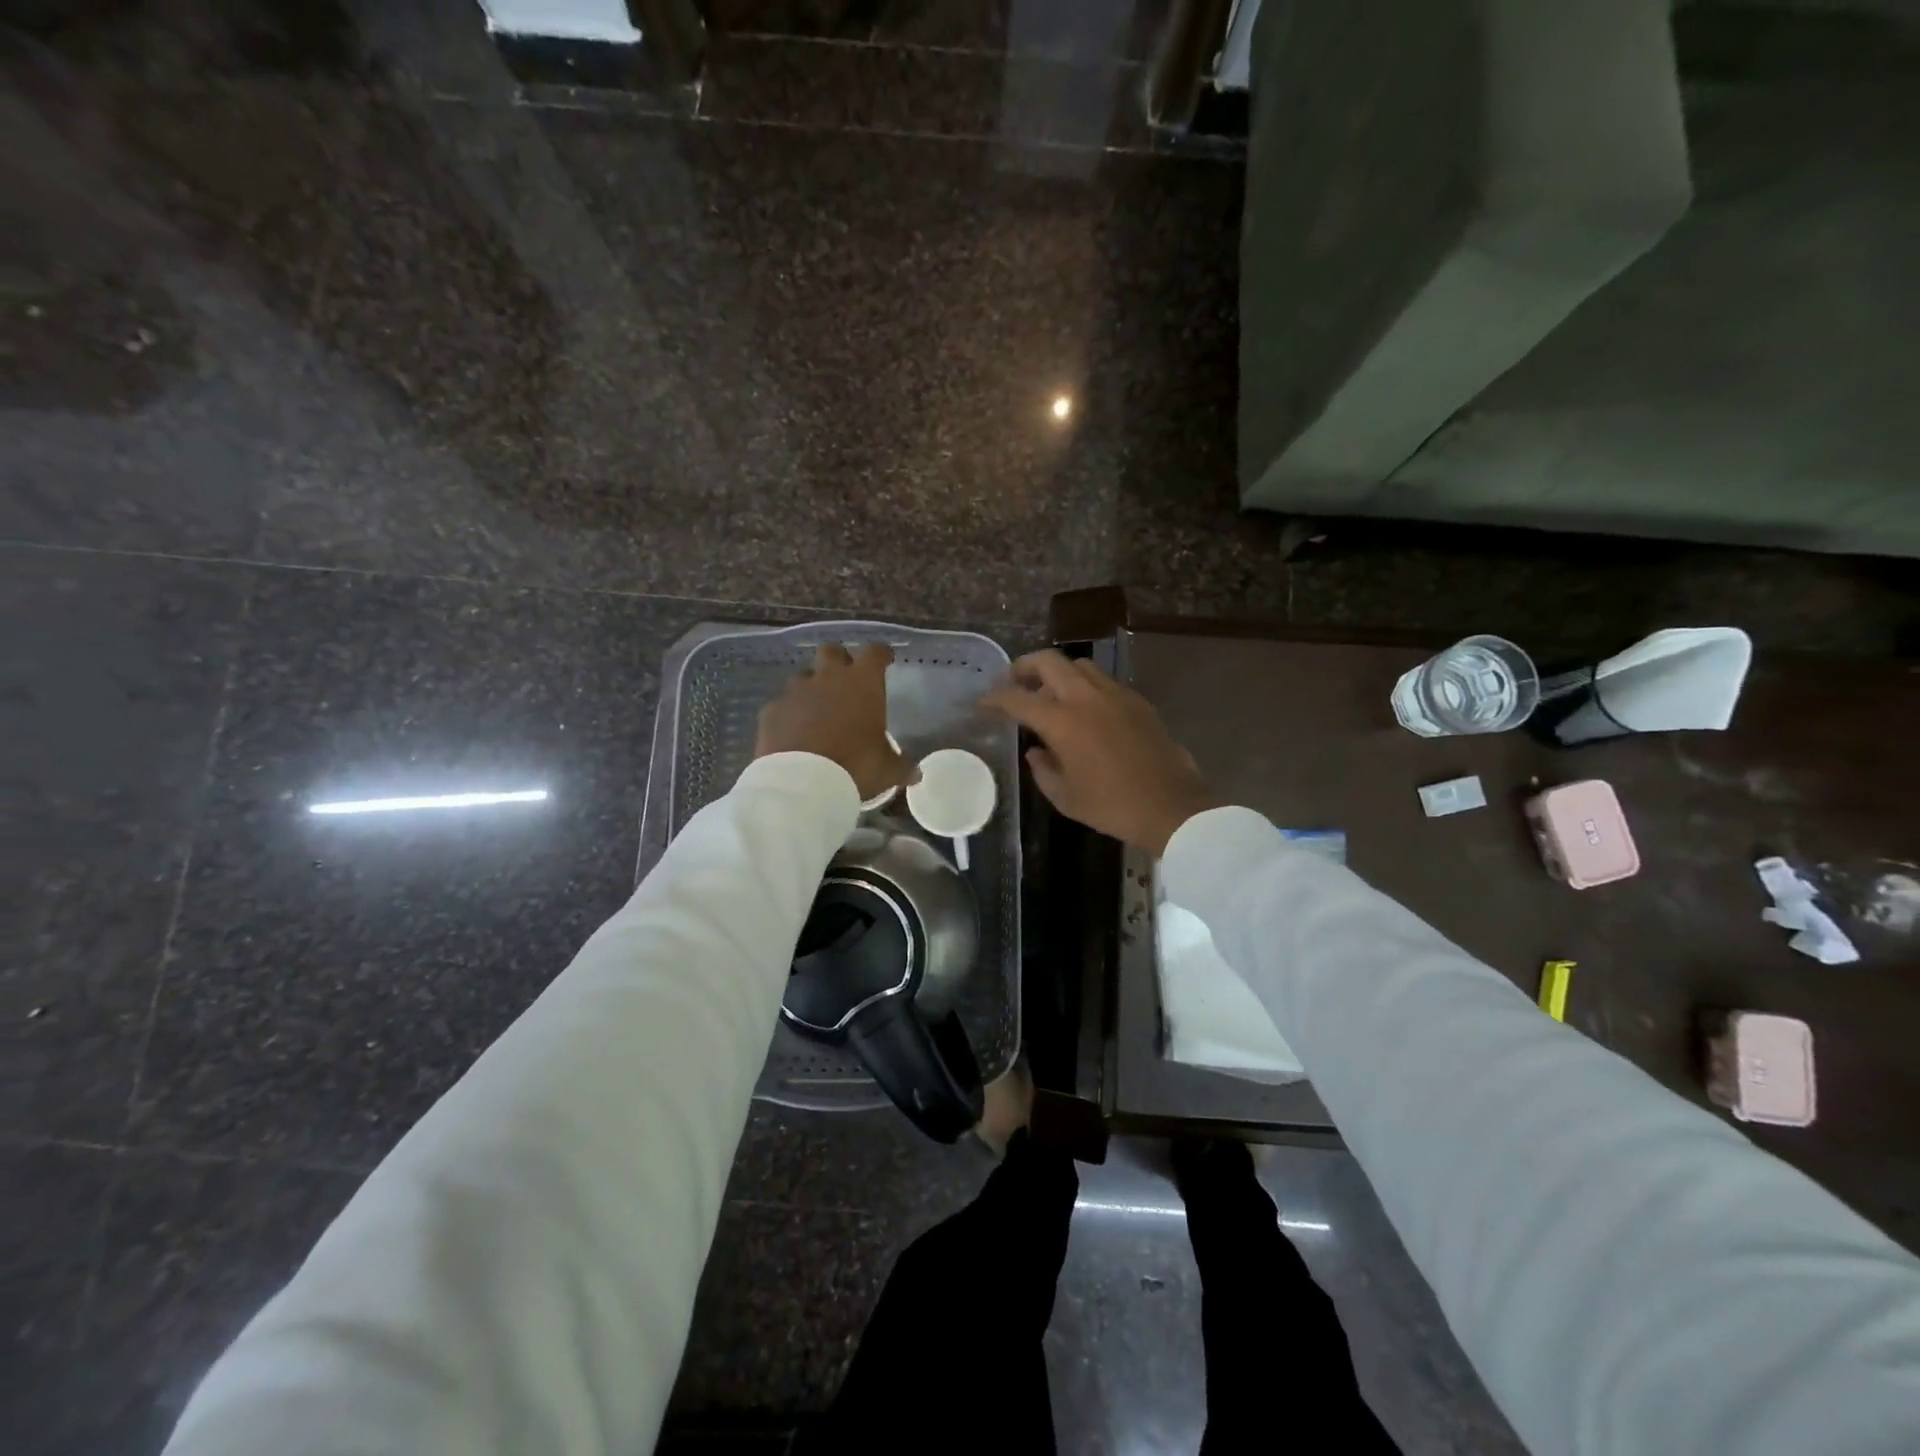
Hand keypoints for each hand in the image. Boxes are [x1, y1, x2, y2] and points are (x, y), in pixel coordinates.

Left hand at [755, 643, 910, 803]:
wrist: (802, 783)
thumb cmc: (855, 766)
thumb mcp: (887, 769)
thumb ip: (901, 766)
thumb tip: (916, 775)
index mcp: (862, 683)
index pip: (875, 652)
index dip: (880, 654)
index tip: (885, 660)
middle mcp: (828, 677)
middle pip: (831, 651)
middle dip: (839, 661)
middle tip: (845, 680)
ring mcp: (795, 691)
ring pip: (803, 677)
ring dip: (812, 688)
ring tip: (817, 711)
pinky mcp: (771, 710)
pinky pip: (782, 705)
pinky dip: (789, 714)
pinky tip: (793, 733)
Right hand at [979, 650, 1216, 854]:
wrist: (1172, 807)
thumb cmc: (1112, 807)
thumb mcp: (1065, 797)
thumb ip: (1043, 770)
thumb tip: (1036, 751)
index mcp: (1062, 721)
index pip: (1017, 698)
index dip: (994, 698)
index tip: (983, 703)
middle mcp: (1086, 697)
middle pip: (1049, 661)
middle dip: (1024, 666)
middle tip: (1014, 680)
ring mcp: (1115, 694)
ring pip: (1079, 665)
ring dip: (1058, 672)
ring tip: (1050, 692)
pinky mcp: (1138, 701)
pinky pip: (1103, 681)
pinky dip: (1085, 686)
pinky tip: (1085, 708)